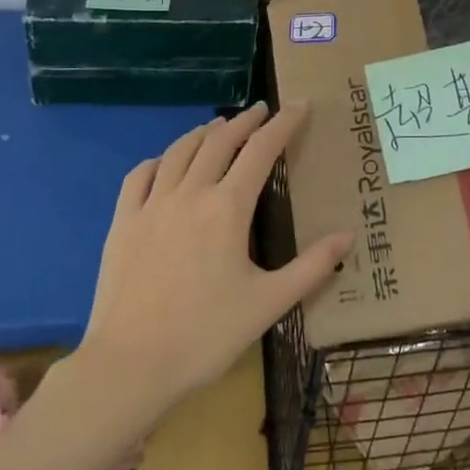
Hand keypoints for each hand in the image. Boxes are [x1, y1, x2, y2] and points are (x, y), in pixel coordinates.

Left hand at [79, 102, 353, 406]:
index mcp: (227, 208)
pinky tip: (165, 162)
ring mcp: (150, 205)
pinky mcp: (121, 222)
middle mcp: (189, 194)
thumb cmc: (206, 335)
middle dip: (245, 121)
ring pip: (179, 151)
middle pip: (219, 142)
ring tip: (219, 126)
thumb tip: (348, 235)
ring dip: (204, 133)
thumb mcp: (270, 303)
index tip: (298, 104)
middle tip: (262, 110)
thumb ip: (313, 266)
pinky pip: (139, 176)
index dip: (283, 124)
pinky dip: (159, 159)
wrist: (130, 365)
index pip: (261, 150)